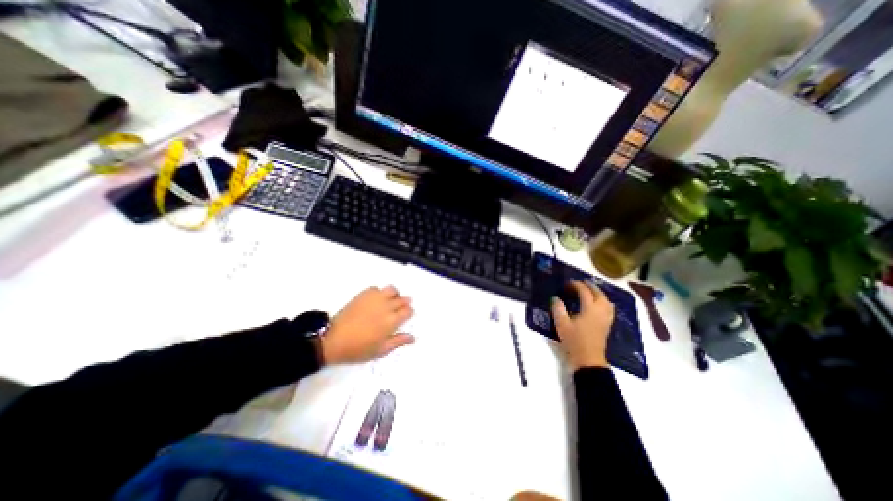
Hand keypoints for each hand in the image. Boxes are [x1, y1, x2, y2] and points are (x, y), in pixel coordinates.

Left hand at [323, 285, 417, 364]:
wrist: (333, 340)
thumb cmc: (358, 348)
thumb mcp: (380, 350)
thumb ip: (398, 341)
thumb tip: (413, 337)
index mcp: (391, 321)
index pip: (408, 311)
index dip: (409, 313)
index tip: (405, 316)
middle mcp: (386, 306)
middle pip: (402, 299)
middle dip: (404, 303)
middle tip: (399, 309)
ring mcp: (374, 299)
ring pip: (391, 289)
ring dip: (394, 294)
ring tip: (390, 301)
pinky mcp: (363, 295)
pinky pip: (375, 288)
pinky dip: (379, 292)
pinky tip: (375, 300)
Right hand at [552, 281, 613, 370]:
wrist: (588, 360)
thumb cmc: (574, 342)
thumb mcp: (562, 325)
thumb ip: (558, 309)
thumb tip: (555, 298)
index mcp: (589, 309)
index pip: (585, 292)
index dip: (577, 285)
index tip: (568, 283)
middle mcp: (600, 312)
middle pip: (599, 294)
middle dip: (590, 286)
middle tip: (581, 282)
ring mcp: (605, 319)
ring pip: (606, 301)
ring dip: (599, 293)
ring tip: (591, 291)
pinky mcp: (606, 326)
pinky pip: (608, 309)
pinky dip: (604, 302)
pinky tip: (598, 305)